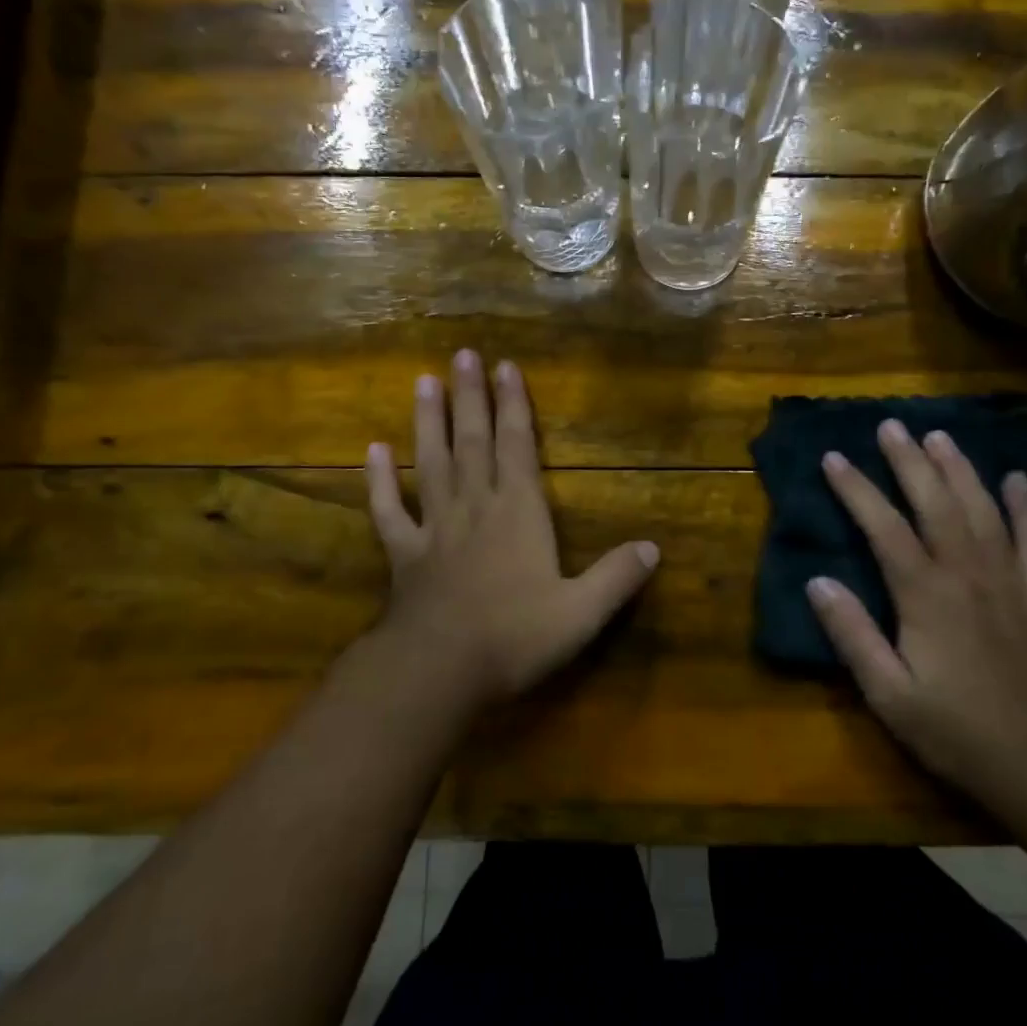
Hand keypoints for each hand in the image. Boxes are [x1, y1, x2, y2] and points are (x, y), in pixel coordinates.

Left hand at [363, 350, 659, 708]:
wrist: (440, 671)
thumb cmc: (514, 637)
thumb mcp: (581, 613)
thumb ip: (616, 577)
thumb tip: (653, 548)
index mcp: (518, 513)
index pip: (517, 447)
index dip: (514, 406)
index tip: (506, 367)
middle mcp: (475, 507)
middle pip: (472, 441)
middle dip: (470, 397)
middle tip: (462, 355)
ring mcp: (434, 527)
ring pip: (431, 462)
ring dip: (427, 421)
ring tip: (423, 382)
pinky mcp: (403, 553)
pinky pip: (388, 510)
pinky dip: (378, 480)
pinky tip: (373, 451)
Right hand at [806, 419, 1026, 795]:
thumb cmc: (957, 731)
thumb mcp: (889, 694)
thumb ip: (853, 635)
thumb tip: (818, 581)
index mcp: (926, 595)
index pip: (884, 527)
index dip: (857, 489)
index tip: (834, 457)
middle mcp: (969, 573)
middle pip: (936, 503)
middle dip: (909, 461)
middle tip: (890, 425)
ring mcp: (1012, 580)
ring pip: (984, 509)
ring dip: (960, 469)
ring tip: (940, 436)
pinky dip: (1026, 506)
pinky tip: (1017, 479)